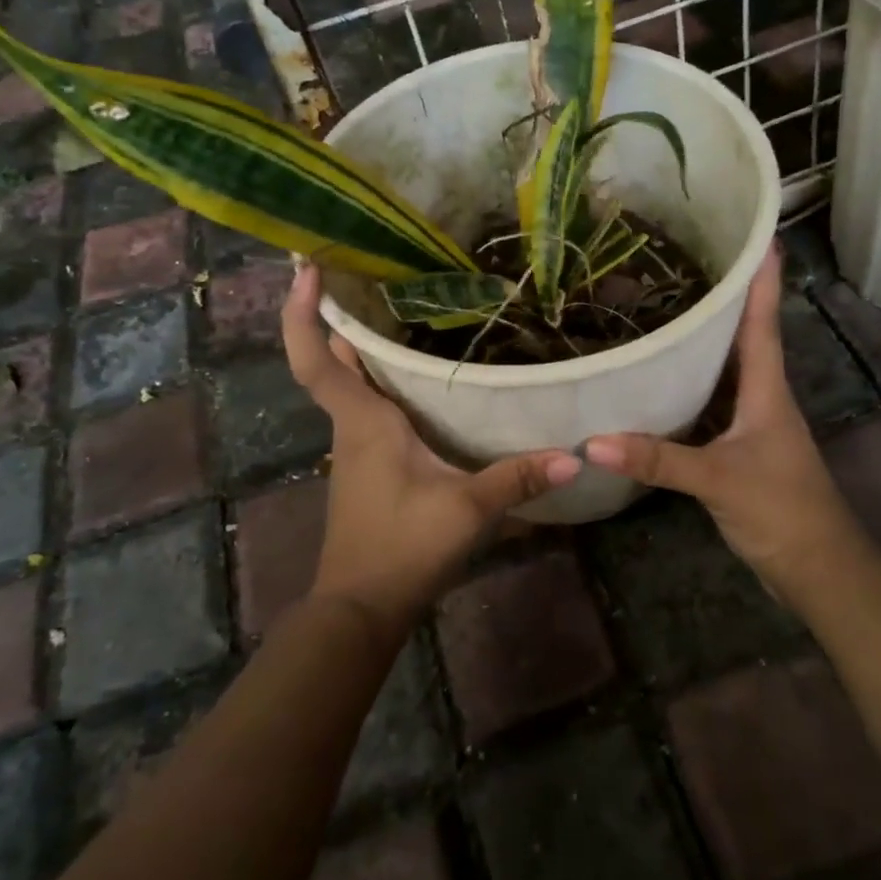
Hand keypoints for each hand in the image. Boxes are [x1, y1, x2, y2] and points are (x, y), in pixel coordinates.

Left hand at [282, 264, 580, 639]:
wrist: (361, 610)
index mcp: (363, 422)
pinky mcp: (369, 466)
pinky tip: (420, 380)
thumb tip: (576, 456)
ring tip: (403, 310)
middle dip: (341, 316)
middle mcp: (352, 427)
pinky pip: (369, 408)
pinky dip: (382, 382)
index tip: (307, 269)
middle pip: (334, 361)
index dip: (304, 314)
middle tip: (371, 274)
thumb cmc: (401, 549)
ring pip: (352, 385)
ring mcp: (357, 448)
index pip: (316, 360)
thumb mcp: (466, 510)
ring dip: (364, 348)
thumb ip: (518, 479)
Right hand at [583, 245, 858, 585]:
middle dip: (721, 298)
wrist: (818, 569)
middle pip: (742, 336)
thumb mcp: (719, 479)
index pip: (763, 320)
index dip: (762, 277)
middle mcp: (761, 396)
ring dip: (702, 341)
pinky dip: (688, 386)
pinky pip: (710, 403)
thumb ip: (658, 459)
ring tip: (663, 308)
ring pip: (724, 370)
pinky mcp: (738, 448)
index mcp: (767, 388)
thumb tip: (592, 441)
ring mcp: (751, 423)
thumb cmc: (782, 510)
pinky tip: (659, 381)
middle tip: (684, 261)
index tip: (757, 233)